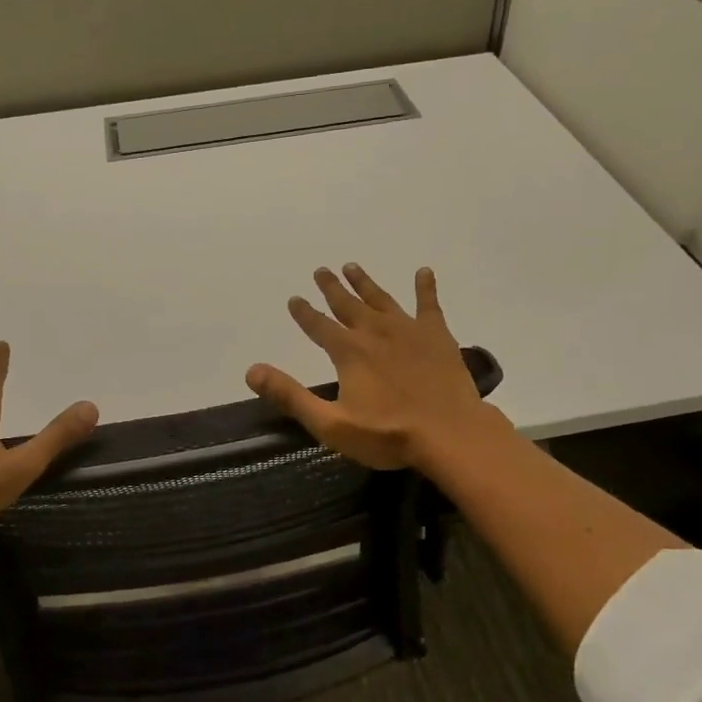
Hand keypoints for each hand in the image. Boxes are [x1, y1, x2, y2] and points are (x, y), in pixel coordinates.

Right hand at [245, 264, 501, 470]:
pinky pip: (429, 304)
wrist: (450, 433)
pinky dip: (425, 287)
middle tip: (321, 270)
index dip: (304, 313)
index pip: (318, 326)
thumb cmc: (388, 434)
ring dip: (365, 283)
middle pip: (347, 304)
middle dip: (332, 287)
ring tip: (352, 267)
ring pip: (381, 299)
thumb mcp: (331, 424)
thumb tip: (252, 371)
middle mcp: (374, 332)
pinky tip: (424, 272)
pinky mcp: (437, 335)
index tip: (294, 298)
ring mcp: (408, 330)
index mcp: (348, 352)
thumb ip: (291, 396)